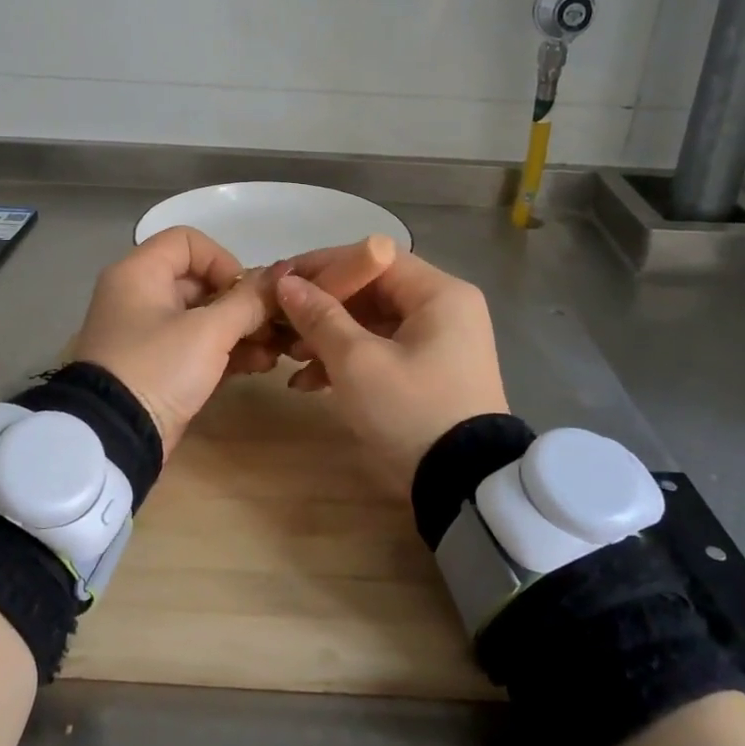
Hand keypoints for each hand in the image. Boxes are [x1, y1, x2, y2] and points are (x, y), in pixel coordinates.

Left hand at [72, 226, 274, 455]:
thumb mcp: (209, 331)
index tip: (244, 292)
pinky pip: (197, 345)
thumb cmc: (158, 367)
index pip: (188, 241)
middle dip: (242, 303)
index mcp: (139, 273)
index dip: (223, 260)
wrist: (115, 436)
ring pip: (203, 317)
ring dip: (242, 330)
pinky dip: (226, 351)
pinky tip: (260, 365)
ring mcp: (148, 333)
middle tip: (274, 325)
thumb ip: (249, 301)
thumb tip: (282, 275)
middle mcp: (140, 295)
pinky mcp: (158, 366)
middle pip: (201, 281)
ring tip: (275, 352)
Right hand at [273, 247, 508, 486]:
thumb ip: (319, 317)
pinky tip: (308, 384)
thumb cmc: (411, 411)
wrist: (463, 487)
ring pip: (373, 325)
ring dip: (329, 339)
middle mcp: (445, 310)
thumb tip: (287, 284)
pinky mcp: (430, 374)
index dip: (324, 267)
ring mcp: (440, 344)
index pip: (374, 259)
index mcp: (440, 294)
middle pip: (372, 292)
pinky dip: (348, 363)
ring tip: (289, 360)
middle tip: (281, 324)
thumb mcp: (357, 362)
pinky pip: (383, 352)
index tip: (281, 282)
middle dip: (322, 310)